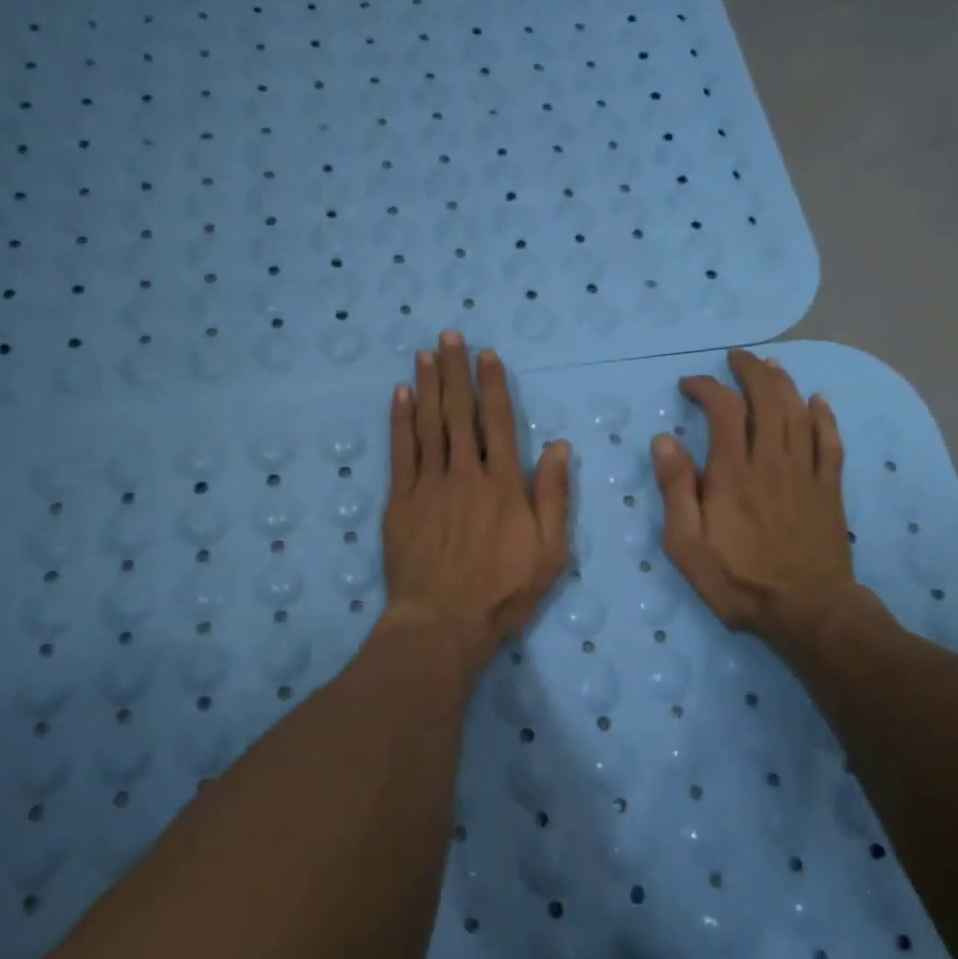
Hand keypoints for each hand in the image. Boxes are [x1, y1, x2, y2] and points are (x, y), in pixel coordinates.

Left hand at [382, 331, 571, 671]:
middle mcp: (465, 474)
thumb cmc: (503, 593)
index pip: (498, 421)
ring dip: (428, 385)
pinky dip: (400, 420)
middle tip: (449, 336)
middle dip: (455, 371)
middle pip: (459, 413)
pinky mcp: (400, 501)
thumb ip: (553, 496)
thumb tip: (557, 445)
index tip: (486, 355)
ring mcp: (428, 485)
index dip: (492, 385)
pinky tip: (400, 395)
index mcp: (503, 484)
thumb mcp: (550, 552)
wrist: (443, 622)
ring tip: (426, 353)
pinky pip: (400, 452)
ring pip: (429, 424)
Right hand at [652, 348, 863, 647]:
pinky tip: (818, 400)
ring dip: (784, 383)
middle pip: (767, 400)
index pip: (723, 411)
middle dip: (750, 371)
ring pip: (799, 413)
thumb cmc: (738, 580)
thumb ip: (675, 489)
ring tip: (770, 365)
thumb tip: (664, 440)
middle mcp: (771, 462)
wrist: (807, 610)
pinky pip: (830, 441)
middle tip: (735, 358)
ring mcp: (805, 473)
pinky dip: (824, 416)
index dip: (707, 388)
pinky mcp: (828, 488)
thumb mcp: (686, 544)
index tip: (690, 384)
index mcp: (733, 473)